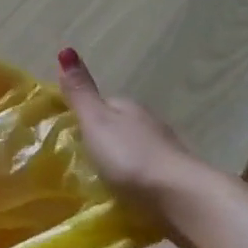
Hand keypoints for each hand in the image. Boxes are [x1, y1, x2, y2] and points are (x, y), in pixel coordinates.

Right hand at [57, 47, 215, 234]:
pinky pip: (148, 174)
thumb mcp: (96, 122)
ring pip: (136, 150)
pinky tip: (128, 193)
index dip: (86, 114)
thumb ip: (81, 93)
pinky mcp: (175, 181)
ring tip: (102, 179)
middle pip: (121, 126)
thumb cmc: (131, 156)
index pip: (104, 103)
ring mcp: (166, 153)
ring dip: (122, 161)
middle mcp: (149, 124)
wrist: (182, 198)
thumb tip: (66, 49)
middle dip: (104, 139)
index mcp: (128, 107)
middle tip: (81, 159)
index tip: (69, 132)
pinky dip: (137, 180)